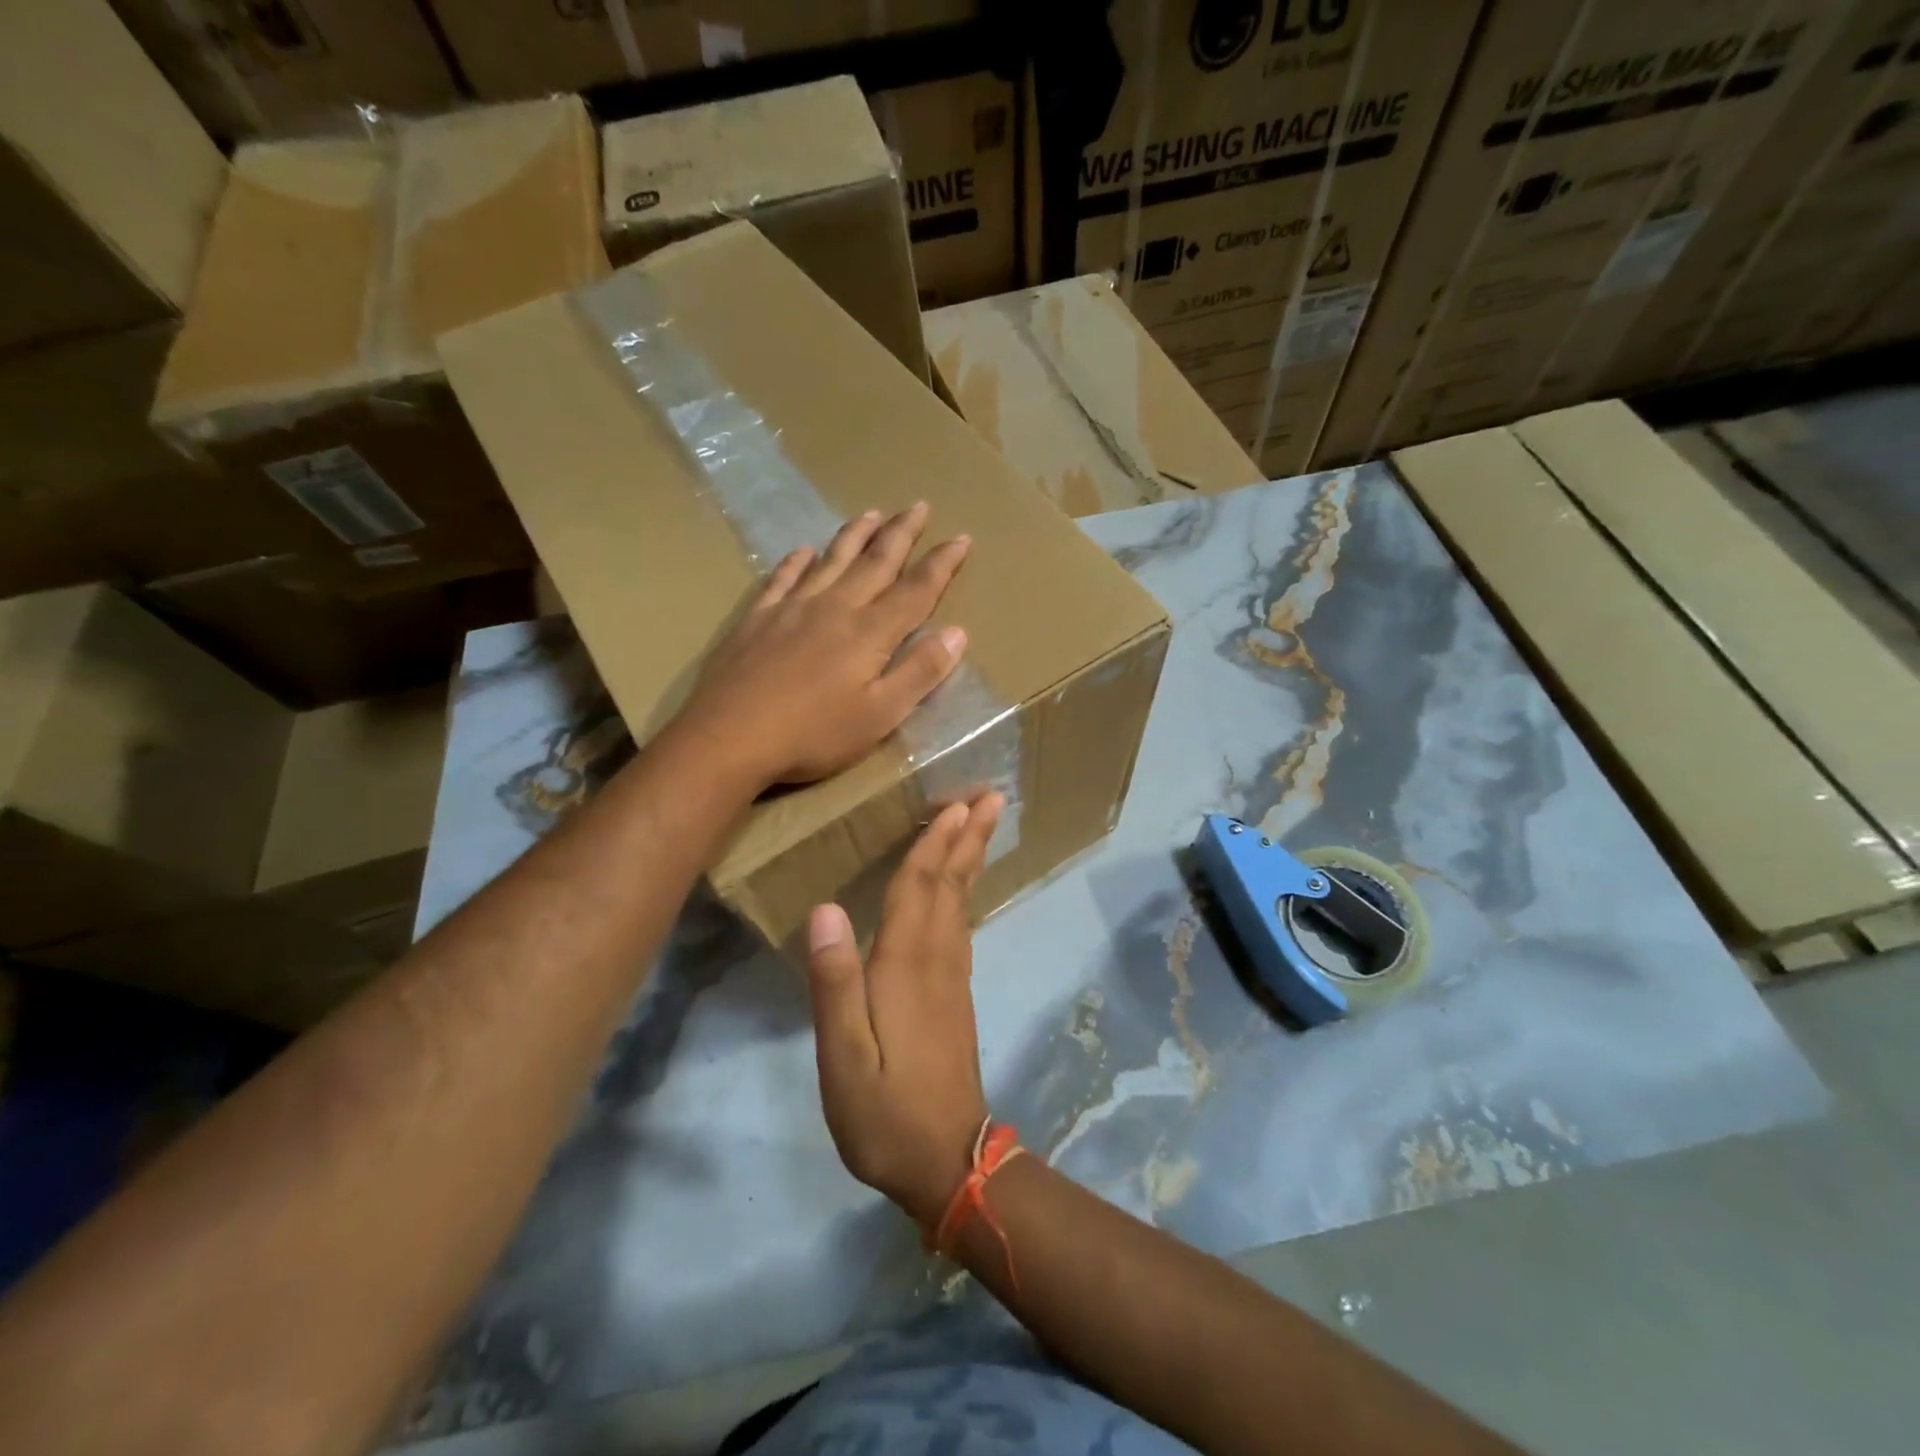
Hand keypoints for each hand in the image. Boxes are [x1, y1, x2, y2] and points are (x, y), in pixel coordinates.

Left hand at [675, 502, 971, 787]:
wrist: (729, 737)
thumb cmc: (813, 734)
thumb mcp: (880, 715)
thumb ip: (919, 673)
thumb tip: (957, 632)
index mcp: (869, 633)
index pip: (915, 590)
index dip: (942, 564)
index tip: (962, 537)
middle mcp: (834, 608)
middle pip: (875, 563)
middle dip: (900, 534)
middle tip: (918, 505)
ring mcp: (791, 609)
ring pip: (831, 561)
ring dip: (854, 536)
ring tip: (872, 513)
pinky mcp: (757, 619)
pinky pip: (782, 578)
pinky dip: (796, 562)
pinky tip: (803, 551)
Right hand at [806, 791, 1004, 1227]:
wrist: (946, 1161)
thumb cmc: (885, 1112)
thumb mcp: (844, 1057)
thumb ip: (835, 983)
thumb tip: (827, 909)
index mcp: (906, 966)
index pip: (919, 888)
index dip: (934, 843)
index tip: (956, 802)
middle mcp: (937, 960)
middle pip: (952, 885)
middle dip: (968, 837)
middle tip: (991, 795)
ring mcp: (952, 978)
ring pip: (961, 902)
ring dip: (970, 858)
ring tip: (980, 825)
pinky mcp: (955, 996)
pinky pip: (960, 925)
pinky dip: (962, 893)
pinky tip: (959, 889)